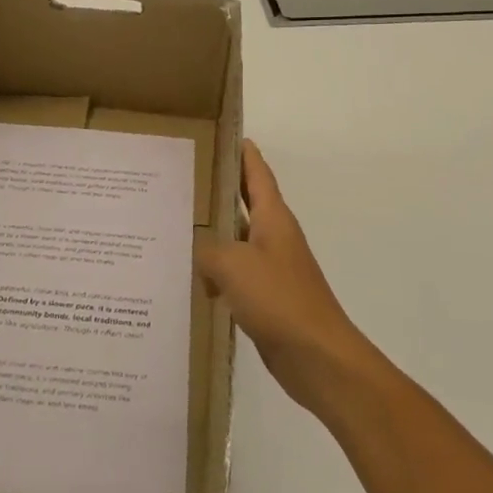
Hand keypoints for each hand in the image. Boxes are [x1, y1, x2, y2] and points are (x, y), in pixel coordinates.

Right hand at [196, 140, 381, 414]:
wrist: (317, 357)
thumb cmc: (279, 299)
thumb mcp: (233, 264)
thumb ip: (208, 249)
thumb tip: (199, 252)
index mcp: (273, 219)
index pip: (257, 174)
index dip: (243, 153)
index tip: (223, 135)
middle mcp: (274, 237)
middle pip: (244, 204)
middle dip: (218, 191)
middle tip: (182, 178)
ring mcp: (271, 269)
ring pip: (236, 242)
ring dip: (212, 235)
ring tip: (175, 226)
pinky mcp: (266, 299)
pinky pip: (234, 276)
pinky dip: (215, 274)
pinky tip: (190, 281)